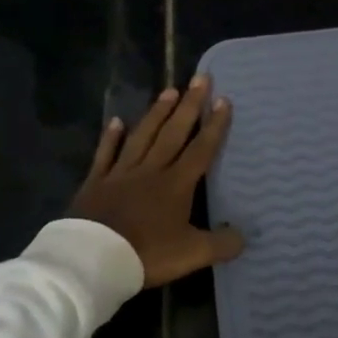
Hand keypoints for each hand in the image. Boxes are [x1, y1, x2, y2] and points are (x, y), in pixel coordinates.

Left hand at [68, 76, 244, 287]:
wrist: (93, 259)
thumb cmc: (147, 254)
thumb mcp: (192, 254)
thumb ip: (221, 244)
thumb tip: (245, 236)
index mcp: (176, 184)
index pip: (200, 149)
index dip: (214, 125)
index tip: (223, 100)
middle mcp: (151, 170)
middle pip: (173, 132)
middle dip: (189, 105)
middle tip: (199, 78)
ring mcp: (121, 173)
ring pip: (143, 136)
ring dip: (157, 113)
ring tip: (168, 91)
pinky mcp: (96, 182)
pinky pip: (105, 154)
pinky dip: (111, 137)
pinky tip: (116, 121)